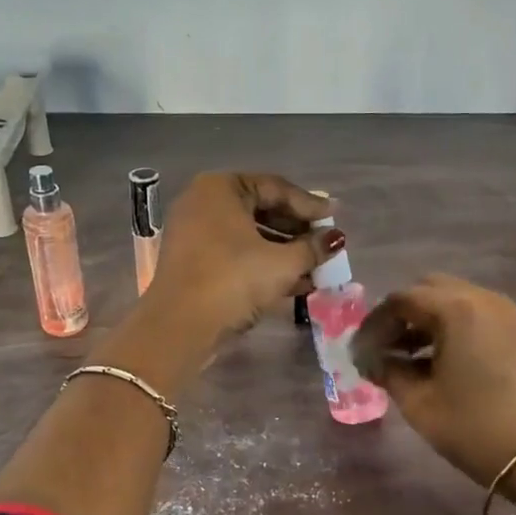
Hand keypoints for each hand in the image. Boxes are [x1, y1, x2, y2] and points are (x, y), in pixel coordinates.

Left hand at [144, 172, 343, 339]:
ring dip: (284, 251)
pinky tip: (295, 284)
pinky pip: (235, 253)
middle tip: (326, 242)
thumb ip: (312, 248)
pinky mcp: (193, 262)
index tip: (335, 217)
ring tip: (316, 267)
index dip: (310, 204)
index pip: (275, 188)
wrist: (180, 327)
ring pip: (249, 235)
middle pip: (261, 209)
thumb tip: (335, 239)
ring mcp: (194, 233)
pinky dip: (263, 264)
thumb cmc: (233, 280)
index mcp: (221, 188)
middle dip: (297, 229)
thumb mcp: (282, 263)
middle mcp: (203, 202)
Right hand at [354, 274, 515, 490]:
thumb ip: (387, 371)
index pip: (401, 300)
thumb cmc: (473, 428)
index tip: (359, 351)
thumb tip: (368, 360)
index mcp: (456, 309)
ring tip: (405, 356)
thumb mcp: (418, 402)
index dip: (374, 324)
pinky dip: (450, 326)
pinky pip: (474, 313)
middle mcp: (483, 298)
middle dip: (400, 315)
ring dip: (425, 320)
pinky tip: (436, 359)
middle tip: (382, 348)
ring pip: (452, 299)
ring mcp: (505, 312)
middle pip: (428, 290)